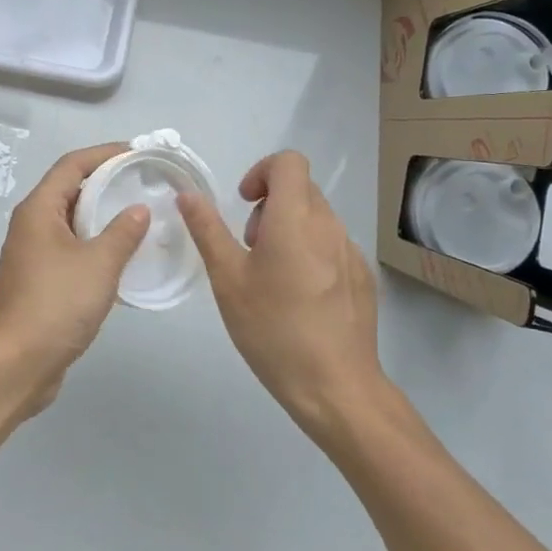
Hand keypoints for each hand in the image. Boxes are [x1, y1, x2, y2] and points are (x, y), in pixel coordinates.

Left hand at [0, 144, 150, 416]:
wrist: (17, 364)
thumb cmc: (57, 304)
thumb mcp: (99, 264)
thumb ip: (123, 232)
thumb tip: (138, 209)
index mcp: (38, 209)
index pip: (72, 165)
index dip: (104, 154)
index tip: (137, 152)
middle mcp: (30, 225)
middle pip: (69, 189)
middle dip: (105, 182)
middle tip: (142, 183)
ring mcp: (31, 254)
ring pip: (69, 221)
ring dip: (100, 215)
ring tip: (137, 216)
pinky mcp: (37, 280)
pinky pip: (69, 247)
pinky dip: (93, 243)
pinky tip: (119, 256)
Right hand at [178, 151, 384, 436]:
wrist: (336, 388)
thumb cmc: (273, 330)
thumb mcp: (228, 279)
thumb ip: (208, 229)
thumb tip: (188, 194)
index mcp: (295, 218)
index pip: (289, 162)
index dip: (262, 171)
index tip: (244, 204)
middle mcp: (329, 225)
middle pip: (301, 188)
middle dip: (270, 204)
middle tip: (251, 247)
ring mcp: (351, 252)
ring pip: (317, 218)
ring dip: (290, 228)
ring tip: (273, 277)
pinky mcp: (363, 277)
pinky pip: (333, 245)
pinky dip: (311, 253)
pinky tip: (300, 299)